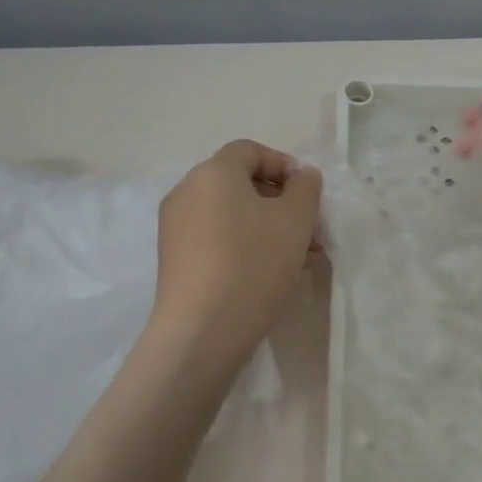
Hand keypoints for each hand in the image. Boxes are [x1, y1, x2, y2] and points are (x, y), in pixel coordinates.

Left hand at [150, 140, 321, 368]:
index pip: (250, 151)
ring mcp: (175, 226)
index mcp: (213, 172)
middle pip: (239, 183)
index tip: (308, 195)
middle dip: (279, 202)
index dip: (284, 165)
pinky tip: (267, 273)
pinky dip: (242, 244)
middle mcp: (186, 191)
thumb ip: (305, 188)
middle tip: (308, 231)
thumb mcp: (295, 221)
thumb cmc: (253, 264)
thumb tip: (301, 175)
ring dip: (265, 226)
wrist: (201, 331)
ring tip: (296, 257)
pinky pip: (214, 237)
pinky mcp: (173, 258)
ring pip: (229, 213)